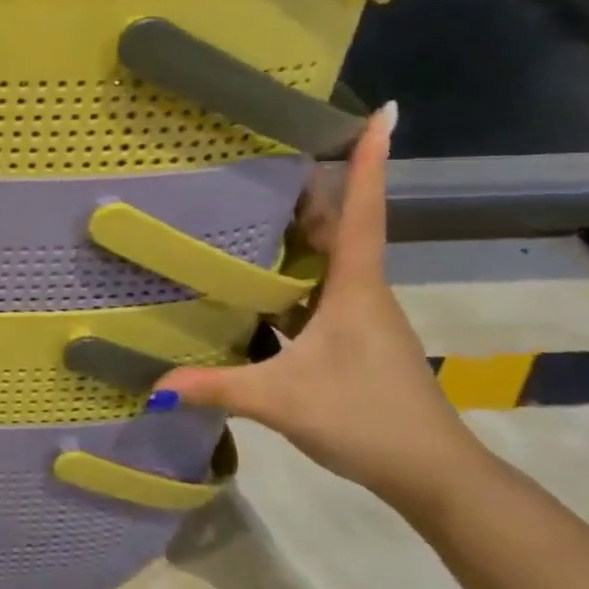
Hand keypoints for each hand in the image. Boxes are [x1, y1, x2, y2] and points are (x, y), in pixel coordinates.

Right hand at [151, 106, 486, 513]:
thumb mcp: (284, 401)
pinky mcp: (351, 340)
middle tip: (268, 151)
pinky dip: (289, 276)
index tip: (382, 112)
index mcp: (356, 288)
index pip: (361, 212)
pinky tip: (252, 282)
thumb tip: (153, 386)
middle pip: (337, 225)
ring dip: (298, 230)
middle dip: (312, 186)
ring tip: (250, 203)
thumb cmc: (368, 419)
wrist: (434, 476)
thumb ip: (217, 387)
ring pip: (326, 259)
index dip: (370, 161)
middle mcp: (361, 292)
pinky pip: (316, 291)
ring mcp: (358, 316)